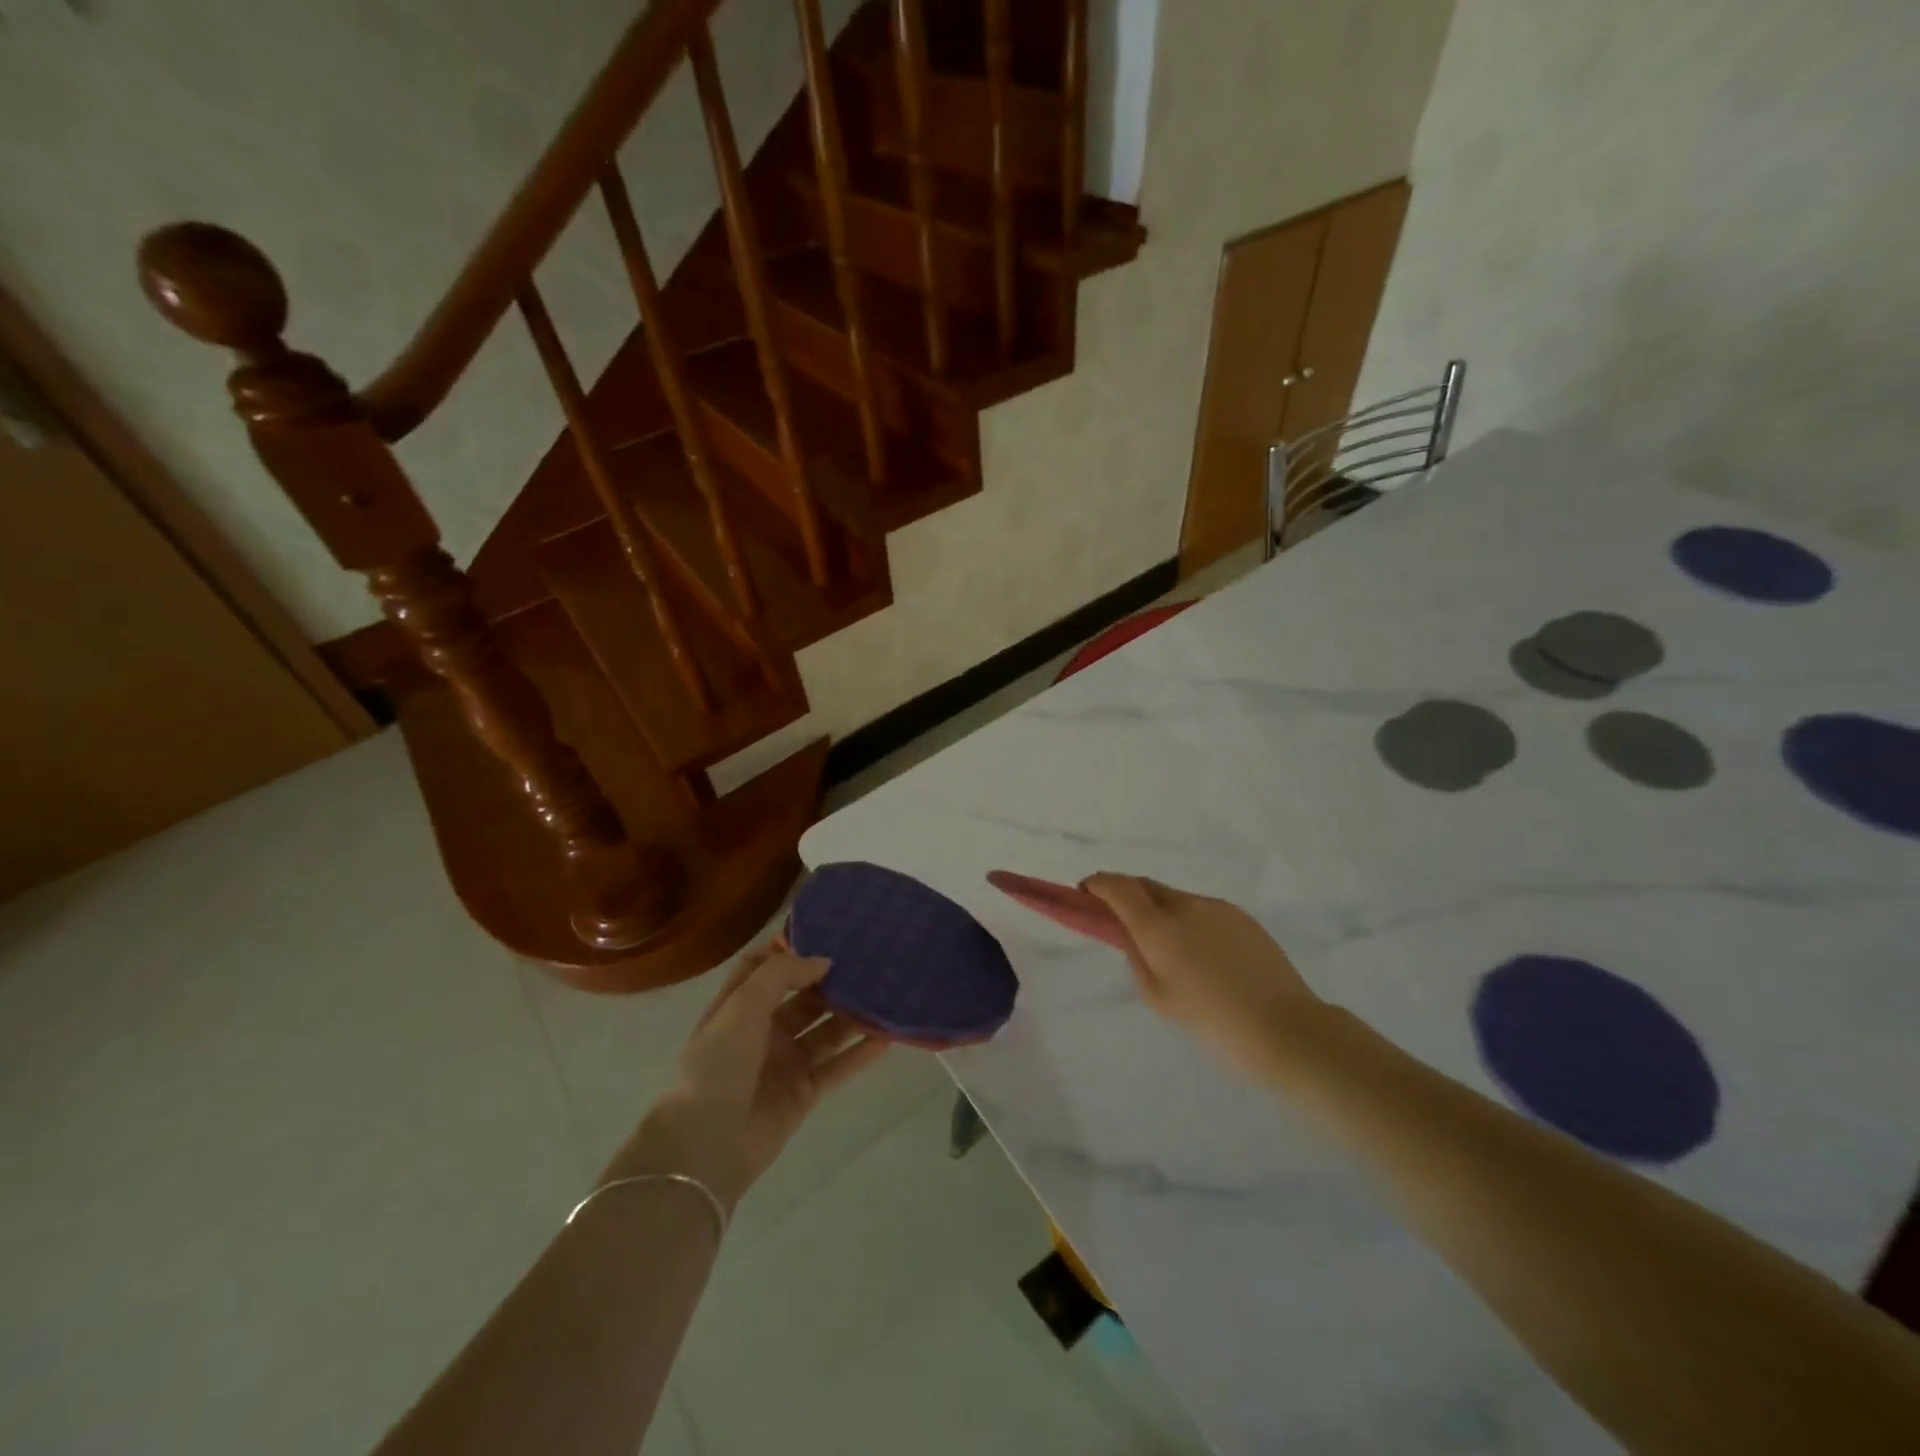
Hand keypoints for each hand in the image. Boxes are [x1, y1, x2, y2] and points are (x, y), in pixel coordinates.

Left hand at [607, 945, 888, 1210]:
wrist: (705, 1147)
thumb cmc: (716, 1066)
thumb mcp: (741, 1006)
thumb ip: (782, 975)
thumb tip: (824, 961)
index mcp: (739, 1007)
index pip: (763, 969)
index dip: (788, 951)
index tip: (824, 936)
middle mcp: (763, 1031)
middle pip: (804, 999)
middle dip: (832, 982)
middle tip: (869, 963)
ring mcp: (785, 1063)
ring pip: (826, 1031)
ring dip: (852, 1015)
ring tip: (886, 995)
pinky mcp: (804, 1093)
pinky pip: (838, 1067)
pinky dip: (861, 1054)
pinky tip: (888, 1037)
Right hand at [1083, 874, 1325, 1082]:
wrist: (1287, 1030)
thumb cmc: (1214, 1022)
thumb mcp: (1160, 999)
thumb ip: (1138, 960)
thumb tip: (1135, 939)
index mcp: (1159, 926)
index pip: (1118, 888)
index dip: (1098, 884)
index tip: (1085, 890)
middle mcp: (1186, 906)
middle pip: (1146, 886)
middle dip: (1125, 893)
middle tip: (1117, 917)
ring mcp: (1218, 908)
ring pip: (1176, 898)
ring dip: (1159, 909)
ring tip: (1166, 946)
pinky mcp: (1243, 918)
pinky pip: (1203, 910)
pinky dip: (1188, 920)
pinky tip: (1201, 954)